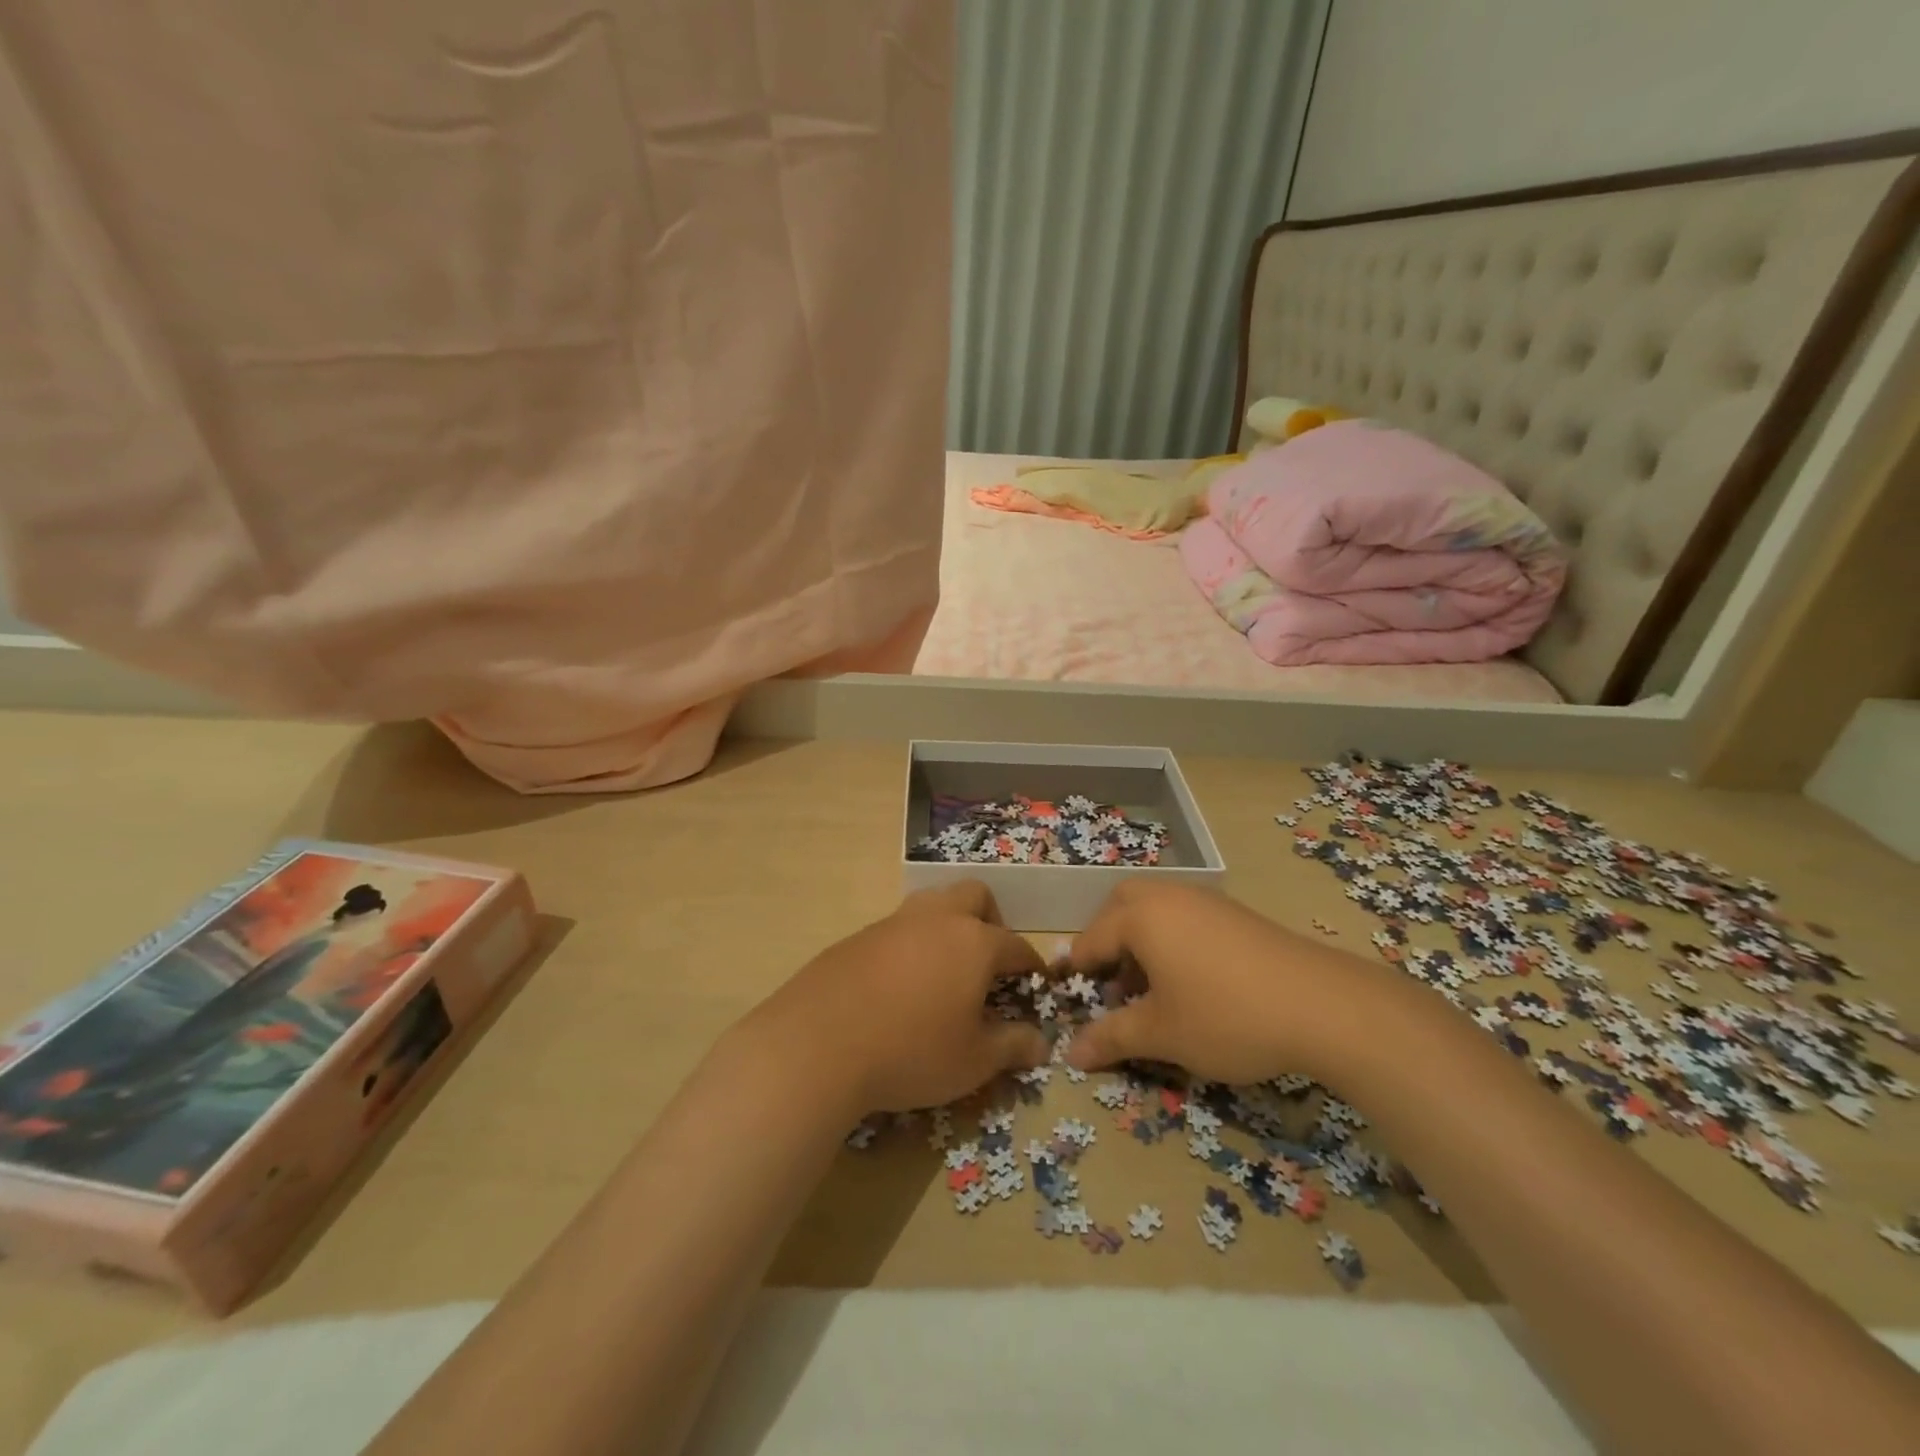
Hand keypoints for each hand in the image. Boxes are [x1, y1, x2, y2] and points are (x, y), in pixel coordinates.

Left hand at [745, 883, 1050, 1113]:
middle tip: (987, 965)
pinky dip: (911, 945)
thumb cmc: (912, 1051)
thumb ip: (1013, 1046)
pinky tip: (899, 986)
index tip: (1032, 985)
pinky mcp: (858, 936)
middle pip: (975, 896)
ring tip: (944, 971)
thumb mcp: (974, 1061)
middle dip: (991, 921)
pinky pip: (898, 928)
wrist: (818, 1044)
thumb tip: (1040, 1042)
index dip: (1030, 966)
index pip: (1016, 945)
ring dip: (948, 926)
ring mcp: (894, 922)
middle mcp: (937, 919)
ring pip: (933, 903)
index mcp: (974, 942)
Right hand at [1063, 881, 1365, 1083]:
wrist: (1322, 1005)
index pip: (1092, 941)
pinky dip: (1172, 939)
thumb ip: (1111, 1038)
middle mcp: (1168, 897)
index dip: (1078, 973)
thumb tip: (1070, 1053)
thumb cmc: (1226, 1016)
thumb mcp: (1161, 1034)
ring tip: (1150, 988)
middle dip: (1107, 940)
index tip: (1071, 1000)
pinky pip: (1186, 916)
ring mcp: (1206, 901)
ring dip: (1140, 940)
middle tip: (1110, 981)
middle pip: (1121, 906)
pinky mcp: (1236, 914)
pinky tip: (1191, 981)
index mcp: (1140, 917)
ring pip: (1156, 909)